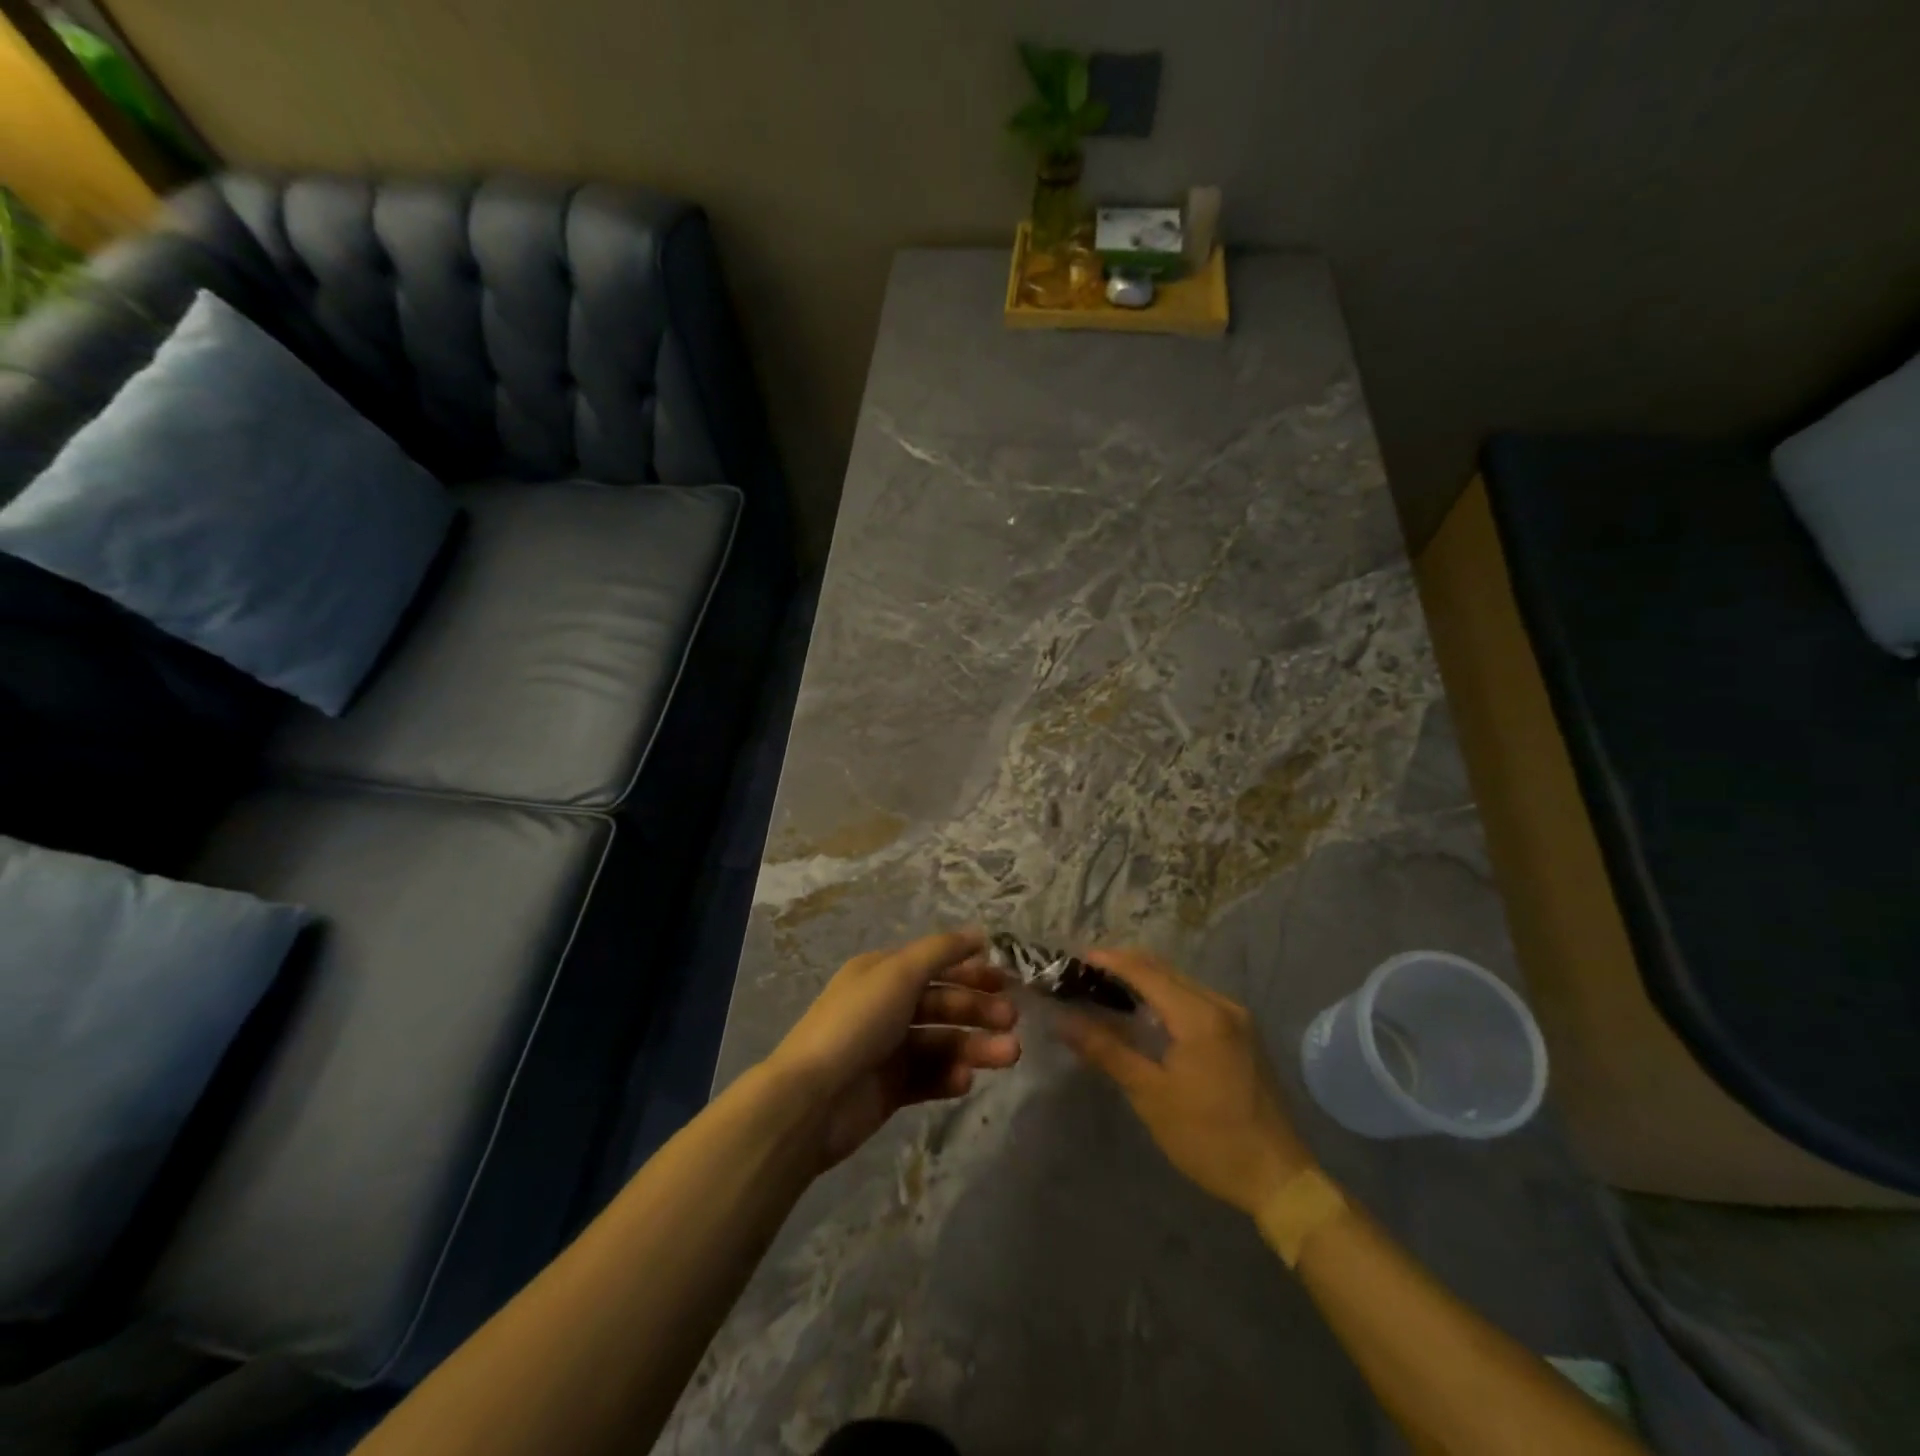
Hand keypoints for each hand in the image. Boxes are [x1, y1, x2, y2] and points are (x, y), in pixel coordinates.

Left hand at [767, 930, 1020, 1168]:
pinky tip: (965, 1080)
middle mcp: (886, 1006)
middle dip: (978, 1009)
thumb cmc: (857, 1023)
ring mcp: (888, 1050)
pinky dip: (950, 1076)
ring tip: (1007, 1055)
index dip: (970, 970)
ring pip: (942, 1042)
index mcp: (882, 973)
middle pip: (942, 1003)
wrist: (812, 1099)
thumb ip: (941, 950)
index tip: (1006, 981)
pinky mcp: (891, 1089)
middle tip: (1011, 1020)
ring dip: (975, 1045)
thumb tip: (979, 933)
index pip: (934, 964)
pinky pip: (929, 1077)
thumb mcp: (899, 973)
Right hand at [1060, 947, 1312, 1215]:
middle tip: (1084, 974)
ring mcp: (1235, 1017)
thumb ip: (1106, 1051)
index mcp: (1199, 1015)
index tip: (1073, 959)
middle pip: (1163, 969)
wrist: (1278, 1178)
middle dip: (1123, 966)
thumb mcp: (1150, 1095)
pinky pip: (1194, 998)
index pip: (1144, 971)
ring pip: (1180, 982)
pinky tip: (1145, 1012)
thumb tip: (1063, 1020)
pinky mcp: (1241, 1033)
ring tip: (1106, 989)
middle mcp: (1220, 1004)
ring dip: (1144, 980)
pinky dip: (1165, 996)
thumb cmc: (1208, 1138)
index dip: (1108, 961)